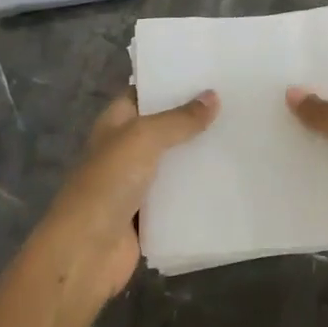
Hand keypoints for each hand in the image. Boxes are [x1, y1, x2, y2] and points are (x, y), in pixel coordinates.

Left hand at [39, 87, 217, 299]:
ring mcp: (136, 183)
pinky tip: (230, 179)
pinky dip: (199, 190)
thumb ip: (179, 119)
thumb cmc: (108, 184)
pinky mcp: (150, 215)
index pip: (145, 93)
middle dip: (194, 118)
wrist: (85, 252)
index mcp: (116, 123)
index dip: (171, 83)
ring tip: (242, 136)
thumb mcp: (143, 139)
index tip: (209, 74)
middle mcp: (125, 149)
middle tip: (237, 103)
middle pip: (164, 127)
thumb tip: (213, 96)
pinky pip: (179, 196)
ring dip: (199, 154)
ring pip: (174, 162)